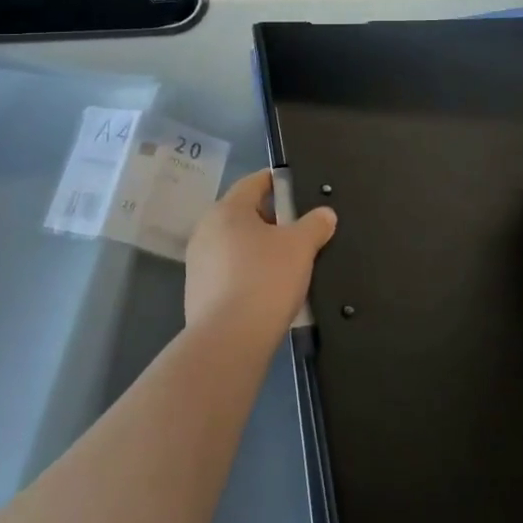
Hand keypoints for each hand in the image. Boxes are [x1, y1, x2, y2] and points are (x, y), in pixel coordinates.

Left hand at [184, 170, 335, 336]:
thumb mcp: (300, 247)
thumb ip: (314, 225)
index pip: (253, 182)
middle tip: (298, 230)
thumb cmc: (265, 280)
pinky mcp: (197, 292)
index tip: (296, 188)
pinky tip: (266, 290)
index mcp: (227, 210)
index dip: (276, 181)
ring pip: (234, 244)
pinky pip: (228, 272)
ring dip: (258, 248)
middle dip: (271, 219)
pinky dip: (246, 273)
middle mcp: (206, 230)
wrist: (228, 341)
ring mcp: (198, 263)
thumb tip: (325, 214)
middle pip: (243, 214)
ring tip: (286, 263)